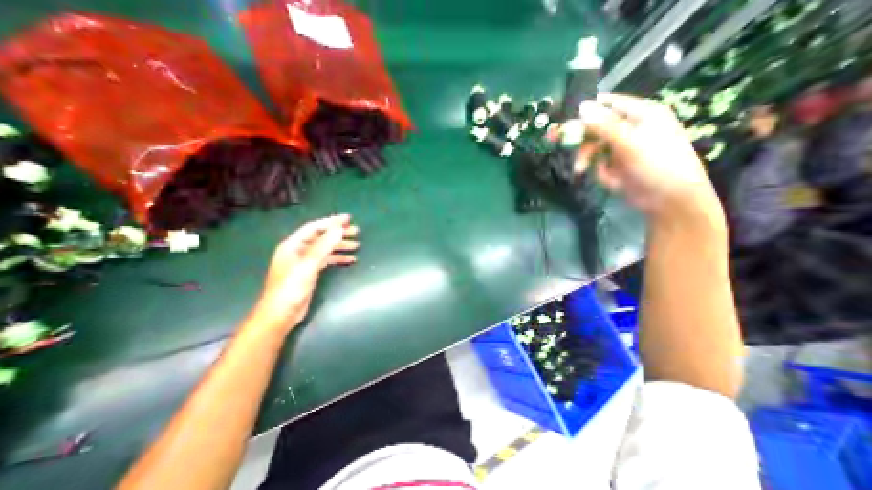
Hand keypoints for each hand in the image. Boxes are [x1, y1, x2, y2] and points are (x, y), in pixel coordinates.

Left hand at [246, 214, 357, 337]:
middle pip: (321, 237)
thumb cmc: (291, 288)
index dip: (331, 222)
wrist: (280, 315)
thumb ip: (323, 246)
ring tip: (357, 245)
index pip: (314, 228)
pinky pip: (326, 260)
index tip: (348, 219)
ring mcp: (304, 262)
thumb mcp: (308, 265)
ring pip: (325, 249)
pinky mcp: (310, 272)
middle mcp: (298, 251)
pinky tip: (350, 259)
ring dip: (340, 246)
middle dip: (338, 233)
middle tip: (356, 231)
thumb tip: (338, 229)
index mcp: (293, 245)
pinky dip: (338, 258)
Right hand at [578, 93, 722, 224]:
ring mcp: (623, 149)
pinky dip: (600, 172)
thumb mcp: (629, 142)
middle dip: (580, 139)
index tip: (565, 119)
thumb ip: (604, 125)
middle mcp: (630, 129)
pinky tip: (611, 180)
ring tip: (580, 170)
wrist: (668, 200)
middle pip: (596, 127)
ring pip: (593, 147)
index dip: (587, 110)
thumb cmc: (657, 164)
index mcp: (640, 115)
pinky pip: (599, 164)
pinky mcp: (617, 166)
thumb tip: (582, 107)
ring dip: (585, 158)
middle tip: (558, 142)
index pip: (609, 104)